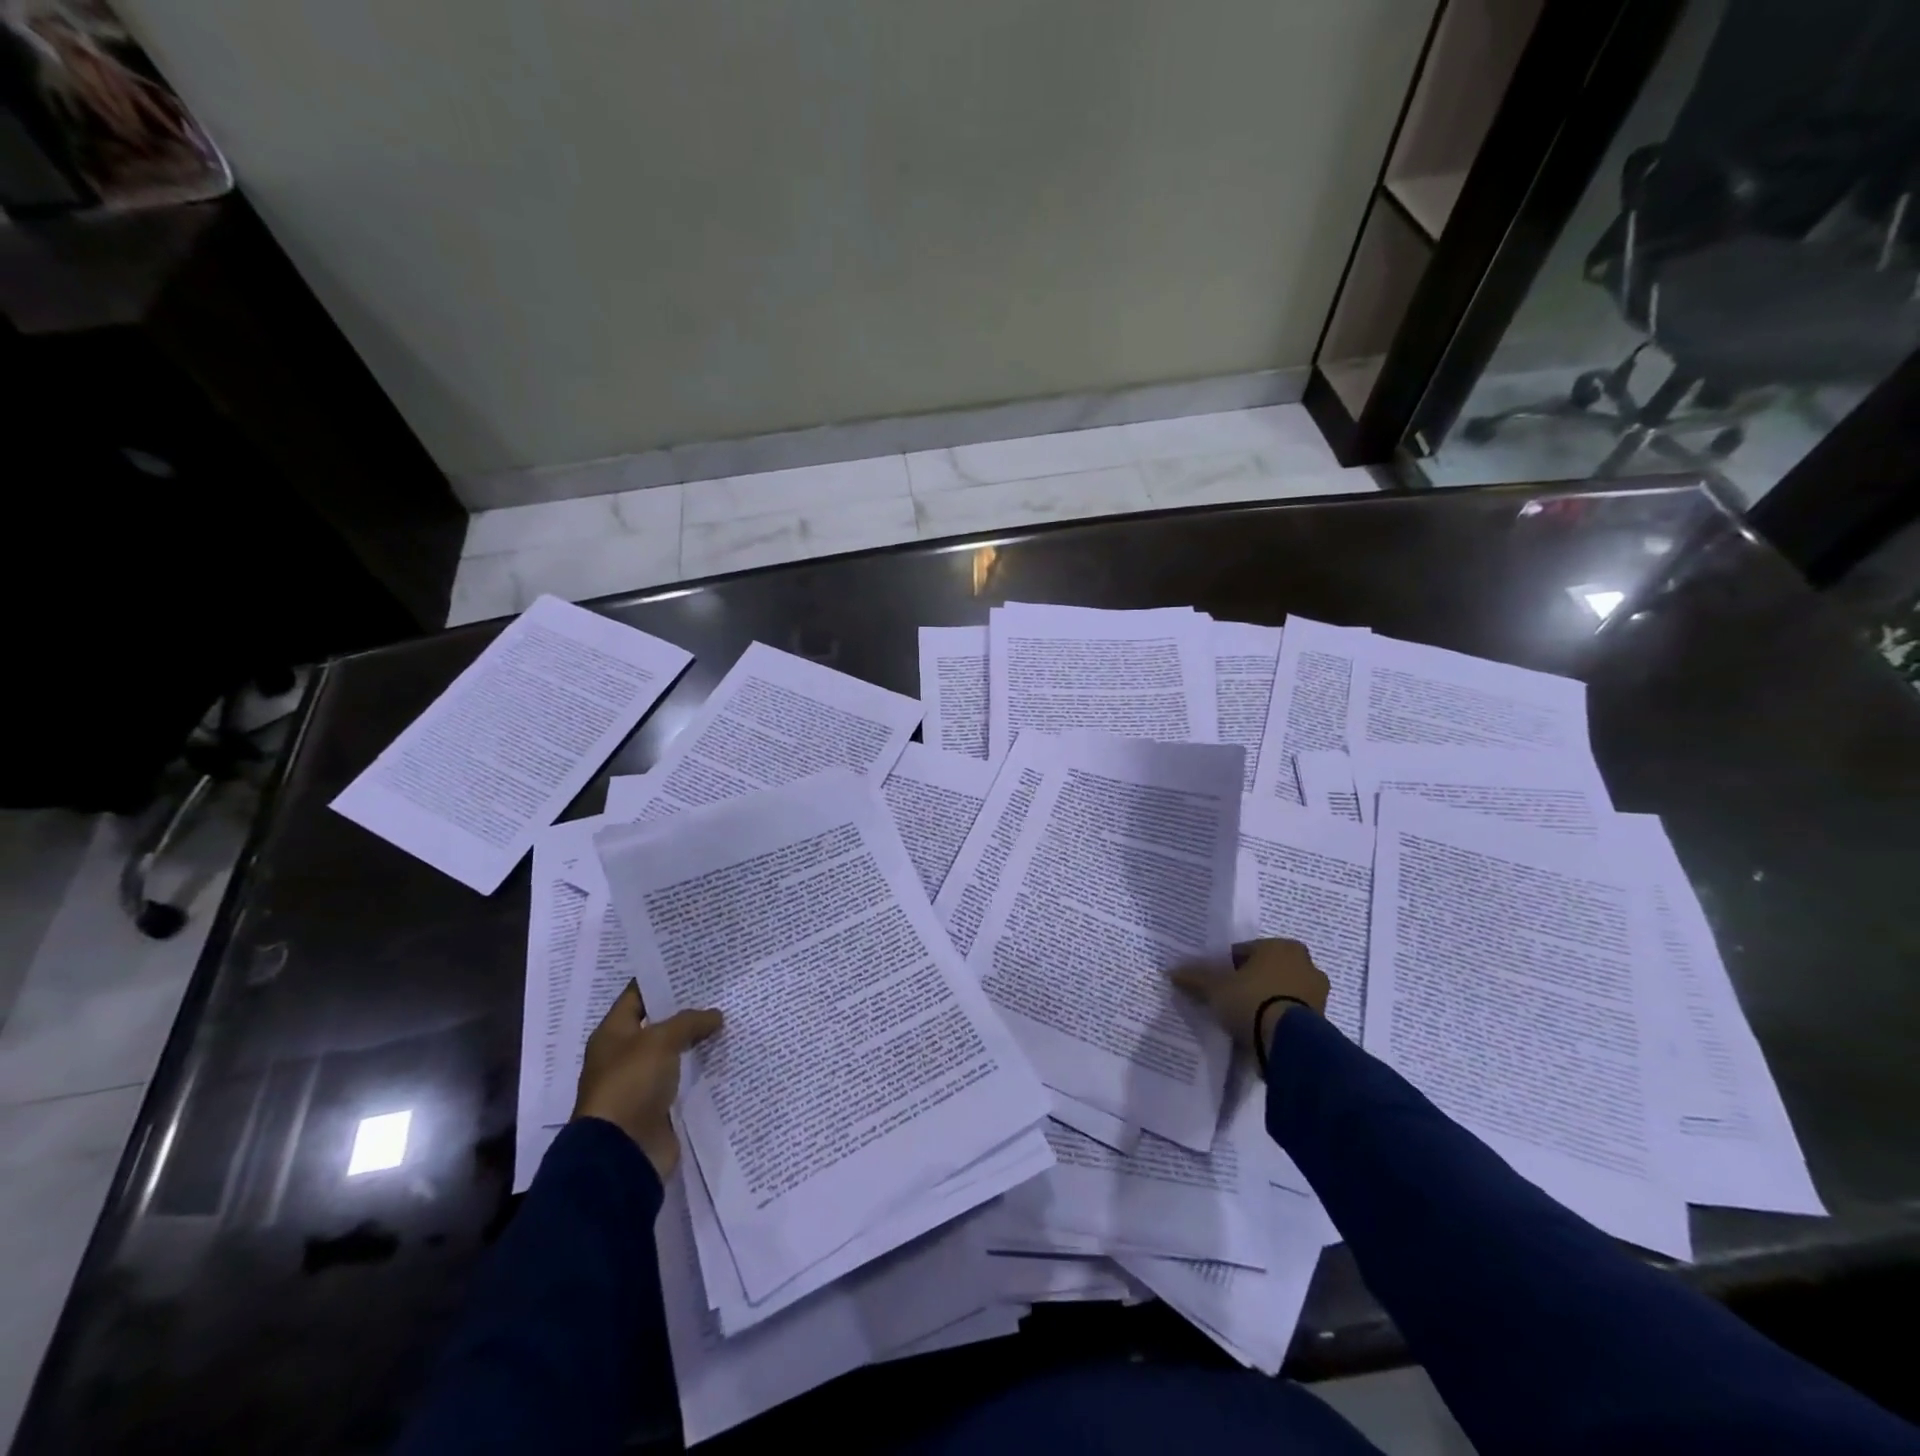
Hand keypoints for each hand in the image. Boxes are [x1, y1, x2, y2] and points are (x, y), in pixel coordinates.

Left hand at [571, 983, 721, 1179]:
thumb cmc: (631, 1084)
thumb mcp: (660, 1041)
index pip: (638, 995)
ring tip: (731, 1018)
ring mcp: (642, 1083)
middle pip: (659, 1024)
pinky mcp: (660, 1107)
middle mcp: (625, 1055)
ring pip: (675, 1052)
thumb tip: (715, 1015)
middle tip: (721, 989)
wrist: (623, 1153)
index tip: (693, 965)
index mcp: (613, 1034)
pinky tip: (728, 1054)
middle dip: (687, 1009)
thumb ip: (689, 1022)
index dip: (663, 979)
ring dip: (698, 1040)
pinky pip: (684, 1080)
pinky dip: (702, 1069)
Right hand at [1170, 938, 1329, 1069]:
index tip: (1214, 982)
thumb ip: (1195, 978)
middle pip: (1266, 971)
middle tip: (1228, 999)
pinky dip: (1276, 1020)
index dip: (1226, 966)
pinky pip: (1291, 1014)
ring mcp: (1318, 994)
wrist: (1289, 1044)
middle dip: (1250, 982)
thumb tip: (1172, 971)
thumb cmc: (1252, 1000)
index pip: (1246, 951)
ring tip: (1242, 1019)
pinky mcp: (1323, 1022)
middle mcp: (1306, 964)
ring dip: (1265, 1002)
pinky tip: (1258, 1032)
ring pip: (1281, 992)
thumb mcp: (1215, 988)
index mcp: (1282, 946)